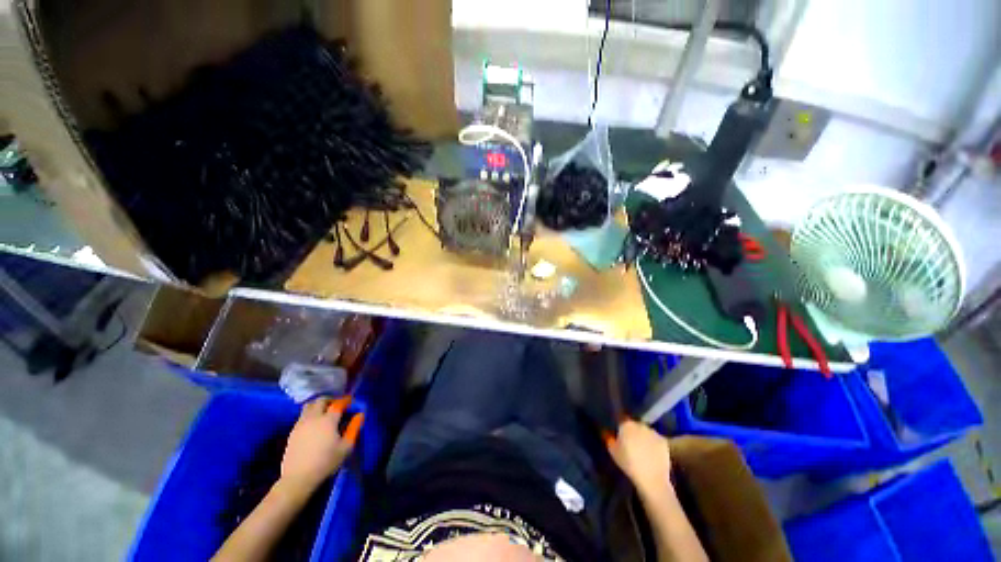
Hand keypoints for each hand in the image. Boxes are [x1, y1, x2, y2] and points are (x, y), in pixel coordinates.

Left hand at [280, 397, 359, 492]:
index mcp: (328, 420)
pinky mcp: (292, 432)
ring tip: (324, 413)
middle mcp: (313, 418)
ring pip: (308, 406)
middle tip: (337, 405)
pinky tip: (314, 425)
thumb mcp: (346, 447)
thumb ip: (354, 428)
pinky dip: (309, 415)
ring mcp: (300, 424)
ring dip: (317, 405)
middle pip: (321, 400)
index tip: (350, 402)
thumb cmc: (326, 462)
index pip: (338, 403)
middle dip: (330, 400)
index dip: (345, 400)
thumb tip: (360, 415)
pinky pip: (302, 416)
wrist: (298, 478)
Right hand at [606, 420, 672, 497]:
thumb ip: (609, 439)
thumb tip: (608, 433)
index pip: (621, 420)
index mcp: (626, 424)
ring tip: (642, 450)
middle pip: (634, 425)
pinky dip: (653, 444)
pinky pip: (655, 440)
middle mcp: (640, 424)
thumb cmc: (628, 463)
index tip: (619, 434)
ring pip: (645, 432)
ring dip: (643, 437)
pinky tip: (652, 454)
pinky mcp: (664, 441)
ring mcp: (653, 432)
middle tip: (630, 443)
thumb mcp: (613, 452)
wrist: (651, 478)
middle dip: (632, 431)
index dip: (620, 427)